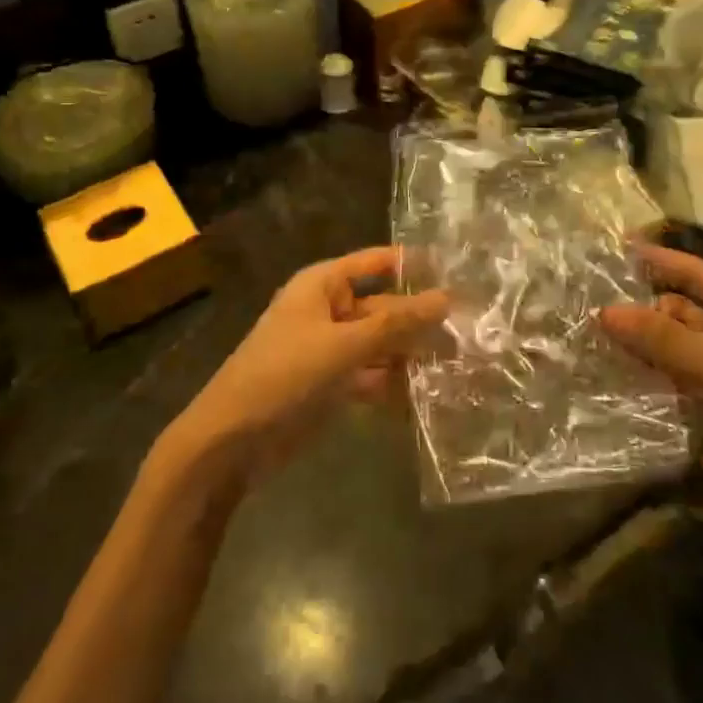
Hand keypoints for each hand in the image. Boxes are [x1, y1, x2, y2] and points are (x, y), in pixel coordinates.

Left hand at [168, 248, 447, 475]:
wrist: (231, 441)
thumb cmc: (284, 375)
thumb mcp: (343, 345)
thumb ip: (395, 324)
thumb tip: (446, 298)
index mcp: (322, 285)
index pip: (375, 262)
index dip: (413, 265)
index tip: (458, 272)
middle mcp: (328, 310)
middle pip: (382, 306)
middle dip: (419, 319)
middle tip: (471, 329)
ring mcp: (329, 349)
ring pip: (379, 344)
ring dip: (410, 354)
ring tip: (458, 363)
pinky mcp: (331, 384)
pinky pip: (370, 375)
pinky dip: (392, 383)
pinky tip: (426, 395)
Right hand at [600, 246, 702, 553]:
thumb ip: (664, 339)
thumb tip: (605, 312)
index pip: (693, 273)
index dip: (657, 259)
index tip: (614, 247)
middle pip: (679, 313)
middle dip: (640, 312)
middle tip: (587, 309)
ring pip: (675, 351)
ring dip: (642, 349)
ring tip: (591, 343)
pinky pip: (679, 386)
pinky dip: (653, 383)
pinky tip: (617, 381)